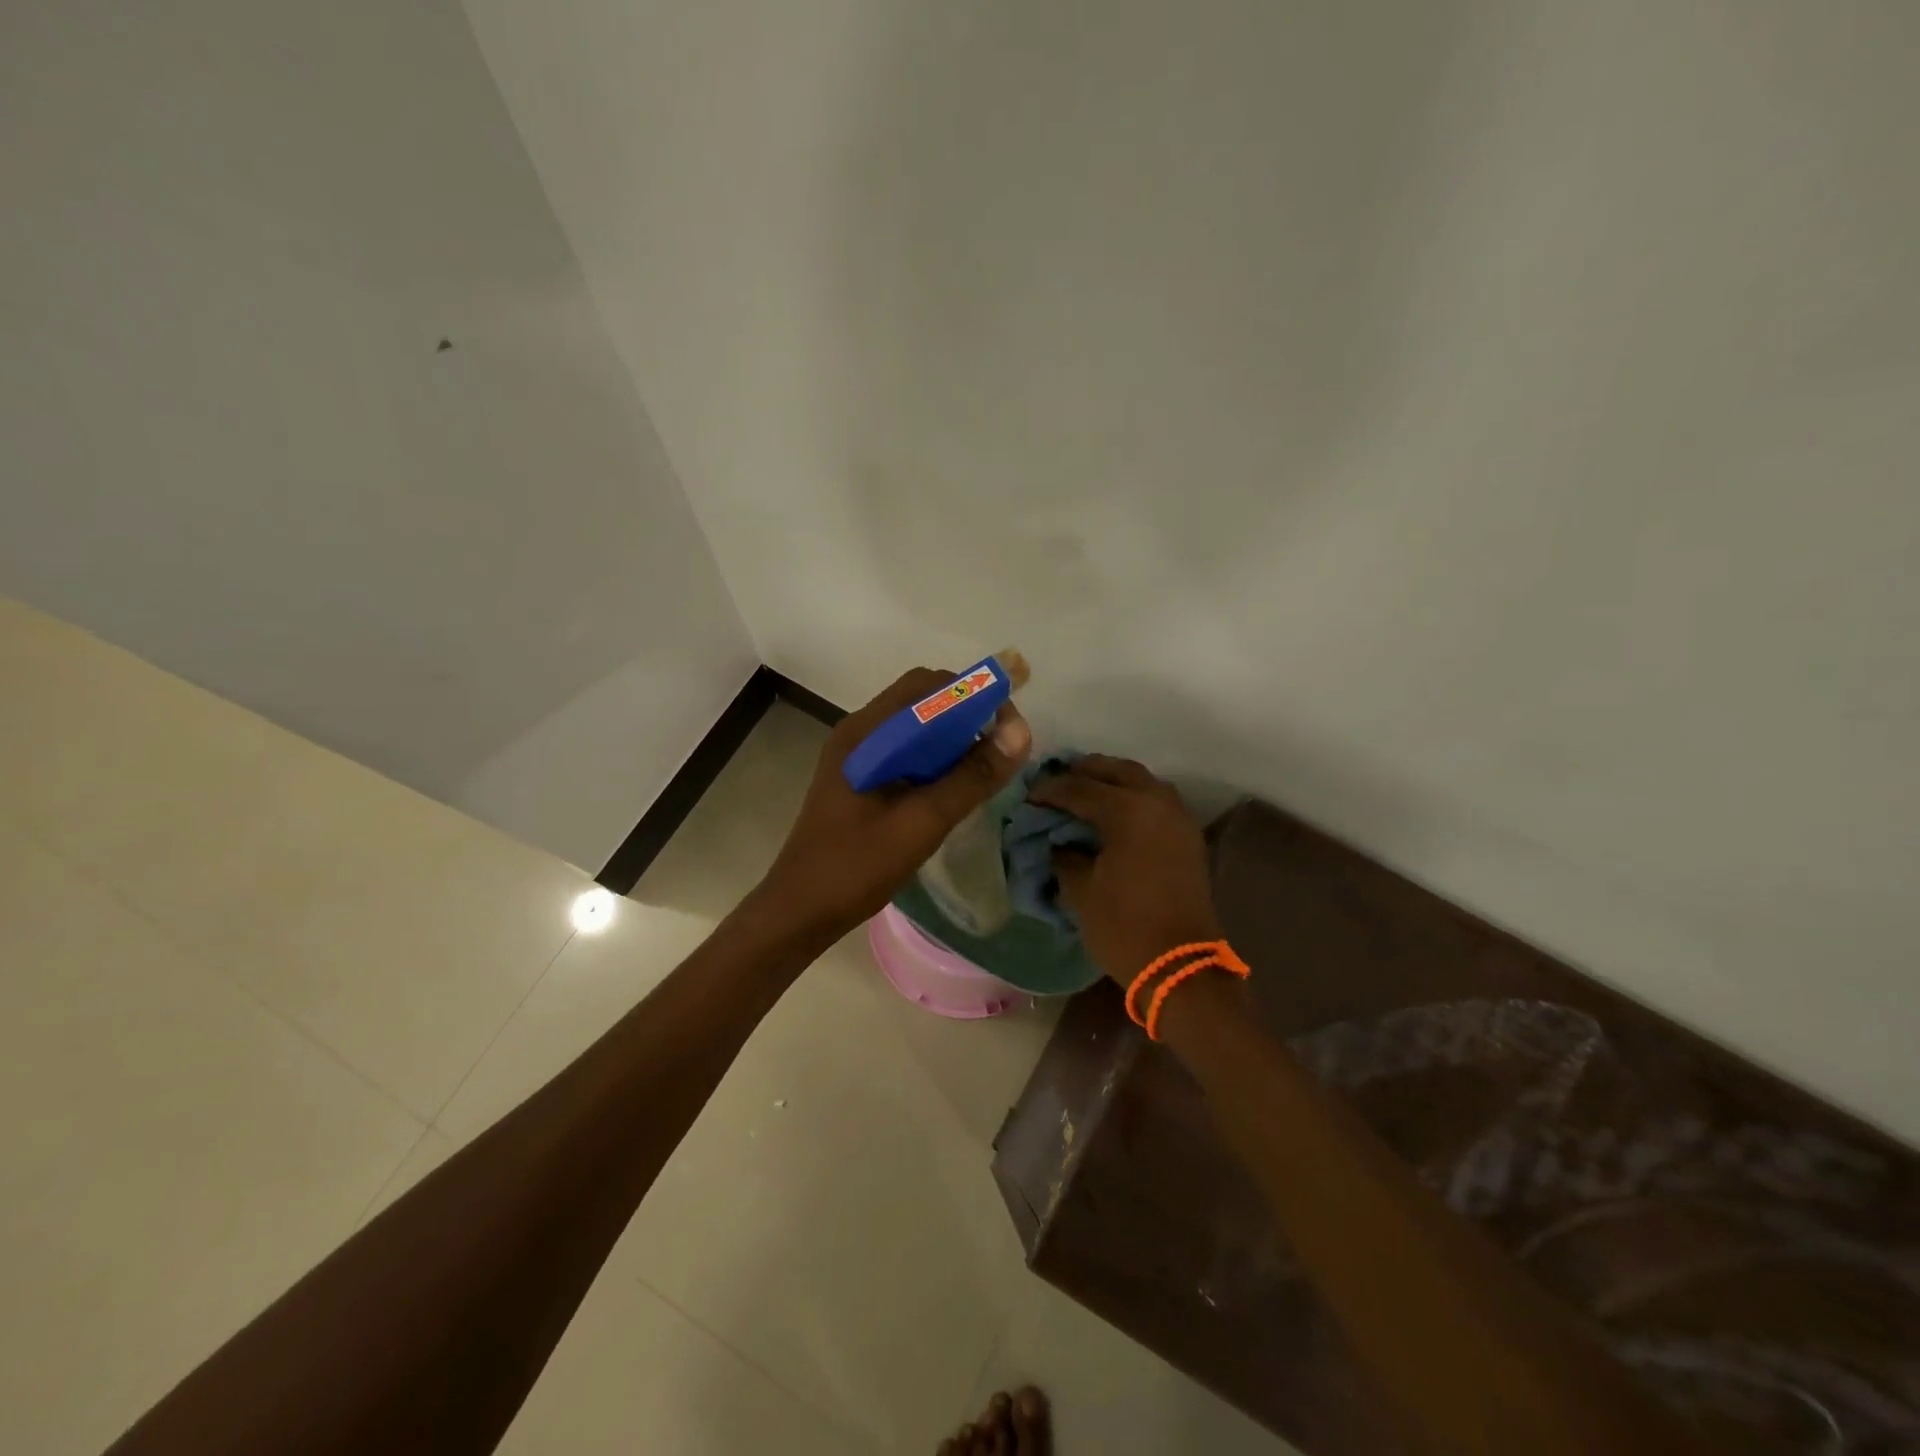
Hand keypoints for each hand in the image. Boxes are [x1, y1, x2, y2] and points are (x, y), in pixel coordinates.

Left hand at [758, 668, 1032, 941]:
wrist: (800, 910)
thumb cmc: (856, 867)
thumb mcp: (921, 823)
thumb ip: (970, 777)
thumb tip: (1020, 732)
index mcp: (865, 733)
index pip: (926, 685)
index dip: (973, 694)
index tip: (1009, 725)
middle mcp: (859, 733)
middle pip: (921, 702)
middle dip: (966, 716)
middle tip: (999, 750)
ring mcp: (856, 756)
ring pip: (914, 728)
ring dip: (951, 739)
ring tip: (983, 769)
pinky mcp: (859, 778)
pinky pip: (905, 752)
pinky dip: (935, 758)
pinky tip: (952, 787)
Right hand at [1028, 755, 1221, 984]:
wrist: (1181, 968)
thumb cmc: (1124, 927)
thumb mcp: (1081, 891)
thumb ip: (1065, 855)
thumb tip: (1058, 841)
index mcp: (1128, 810)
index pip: (1079, 788)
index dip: (1050, 790)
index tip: (1028, 797)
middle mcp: (1157, 802)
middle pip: (1116, 770)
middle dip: (1083, 772)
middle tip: (1056, 784)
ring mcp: (1178, 818)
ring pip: (1141, 781)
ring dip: (1111, 781)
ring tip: (1083, 793)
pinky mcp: (1188, 837)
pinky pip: (1156, 801)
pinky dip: (1132, 798)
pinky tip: (1111, 814)